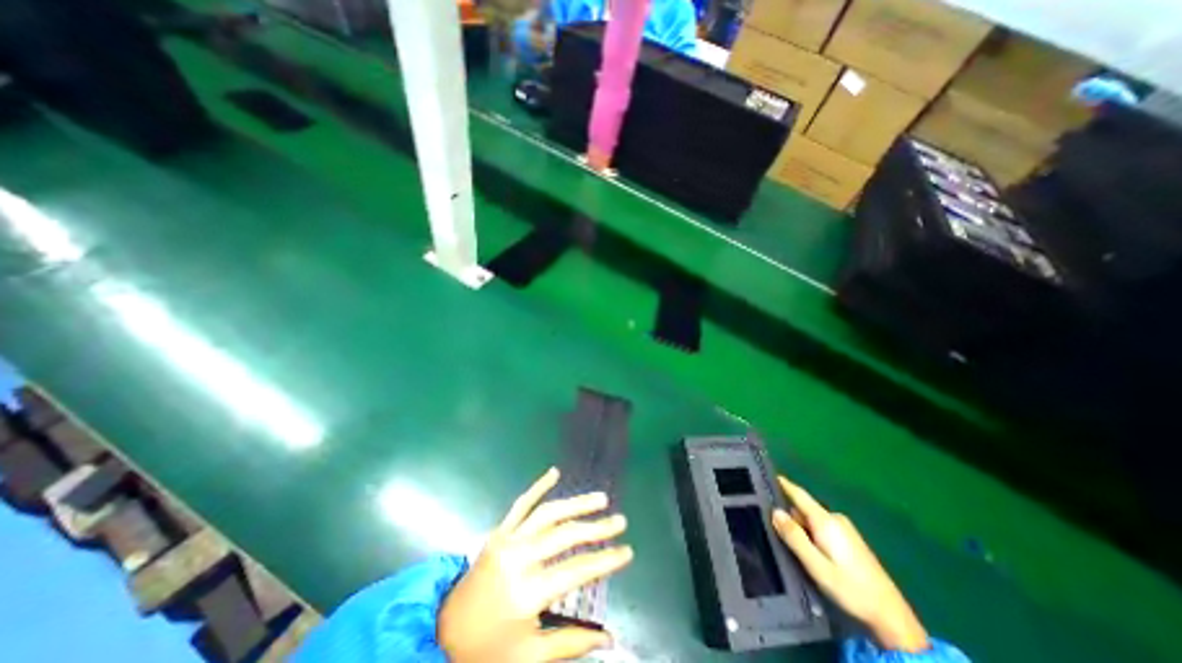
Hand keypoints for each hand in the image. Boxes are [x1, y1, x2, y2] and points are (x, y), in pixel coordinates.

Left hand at [437, 469, 632, 659]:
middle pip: (565, 536)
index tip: (627, 551)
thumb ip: (571, 643)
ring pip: (547, 513)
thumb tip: (611, 637)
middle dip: (596, 528)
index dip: (605, 561)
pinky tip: (554, 472)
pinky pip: (521, 504)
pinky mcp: (499, 531)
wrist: (444, 632)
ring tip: (599, 499)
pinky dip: (538, 486)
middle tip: (620, 521)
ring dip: (576, 503)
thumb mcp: (530, 656)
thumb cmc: (488, 649)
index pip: (577, 570)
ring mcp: (507, 539)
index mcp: (527, 593)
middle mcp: (519, 558)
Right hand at [779, 475, 933, 651]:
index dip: (781, 483)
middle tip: (769, 524)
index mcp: (825, 520)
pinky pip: (821, 528)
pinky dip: (810, 534)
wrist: (891, 616)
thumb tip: (775, 511)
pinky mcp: (849, 540)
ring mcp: (844, 529)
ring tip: (786, 542)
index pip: (798, 494)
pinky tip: (807, 551)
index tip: (764, 474)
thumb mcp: (816, 565)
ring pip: (811, 520)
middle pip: (803, 508)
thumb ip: (794, 537)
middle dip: (788, 515)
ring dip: (800, 528)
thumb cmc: (850, 589)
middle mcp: (834, 519)